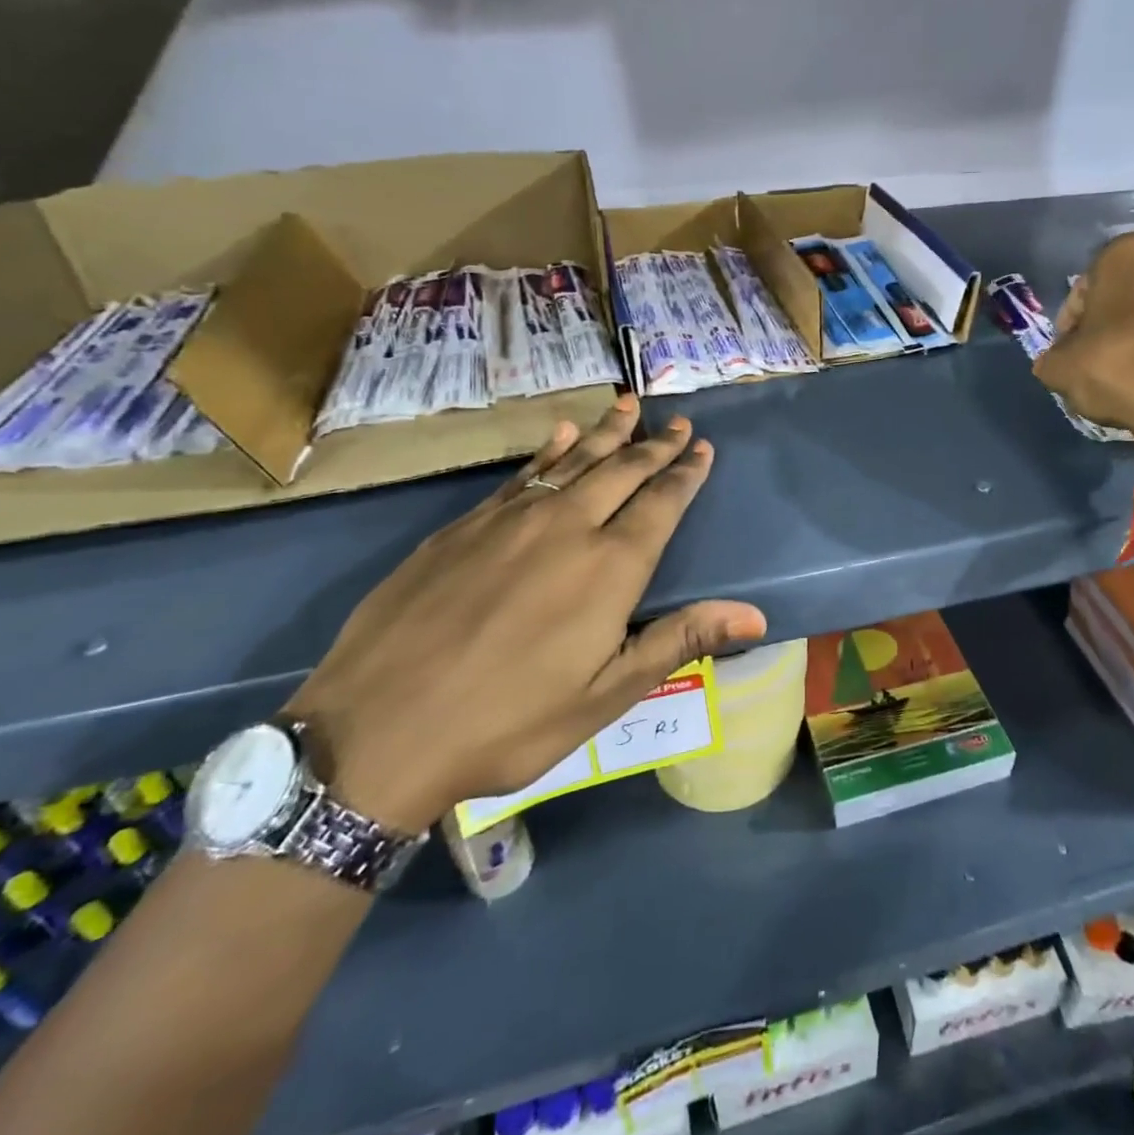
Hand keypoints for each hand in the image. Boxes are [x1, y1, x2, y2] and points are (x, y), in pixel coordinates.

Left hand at [285, 396, 765, 832]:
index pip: (661, 503)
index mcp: (609, 567)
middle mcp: (567, 526)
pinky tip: (559, 434)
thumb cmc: (508, 722)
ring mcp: (510, 520)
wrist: (378, 729)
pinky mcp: (463, 526)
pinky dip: (547, 450)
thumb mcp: (605, 695)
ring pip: (572, 460)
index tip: (702, 446)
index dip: (685, 473)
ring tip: (628, 405)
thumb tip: (756, 617)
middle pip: (622, 470)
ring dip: (606, 432)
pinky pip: (520, 473)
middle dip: (654, 444)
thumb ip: (679, 640)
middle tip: (677, 421)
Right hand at [1033, 232, 1133, 462]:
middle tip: (1097, 358)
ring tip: (1130, 373)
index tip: (1068, 350)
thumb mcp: (1059, 369)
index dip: (1071, 321)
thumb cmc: (1121, 370)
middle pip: (1127, 293)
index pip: (1085, 285)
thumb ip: (1053, 357)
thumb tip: (1060, 359)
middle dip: (1111, 322)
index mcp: (1126, 255)